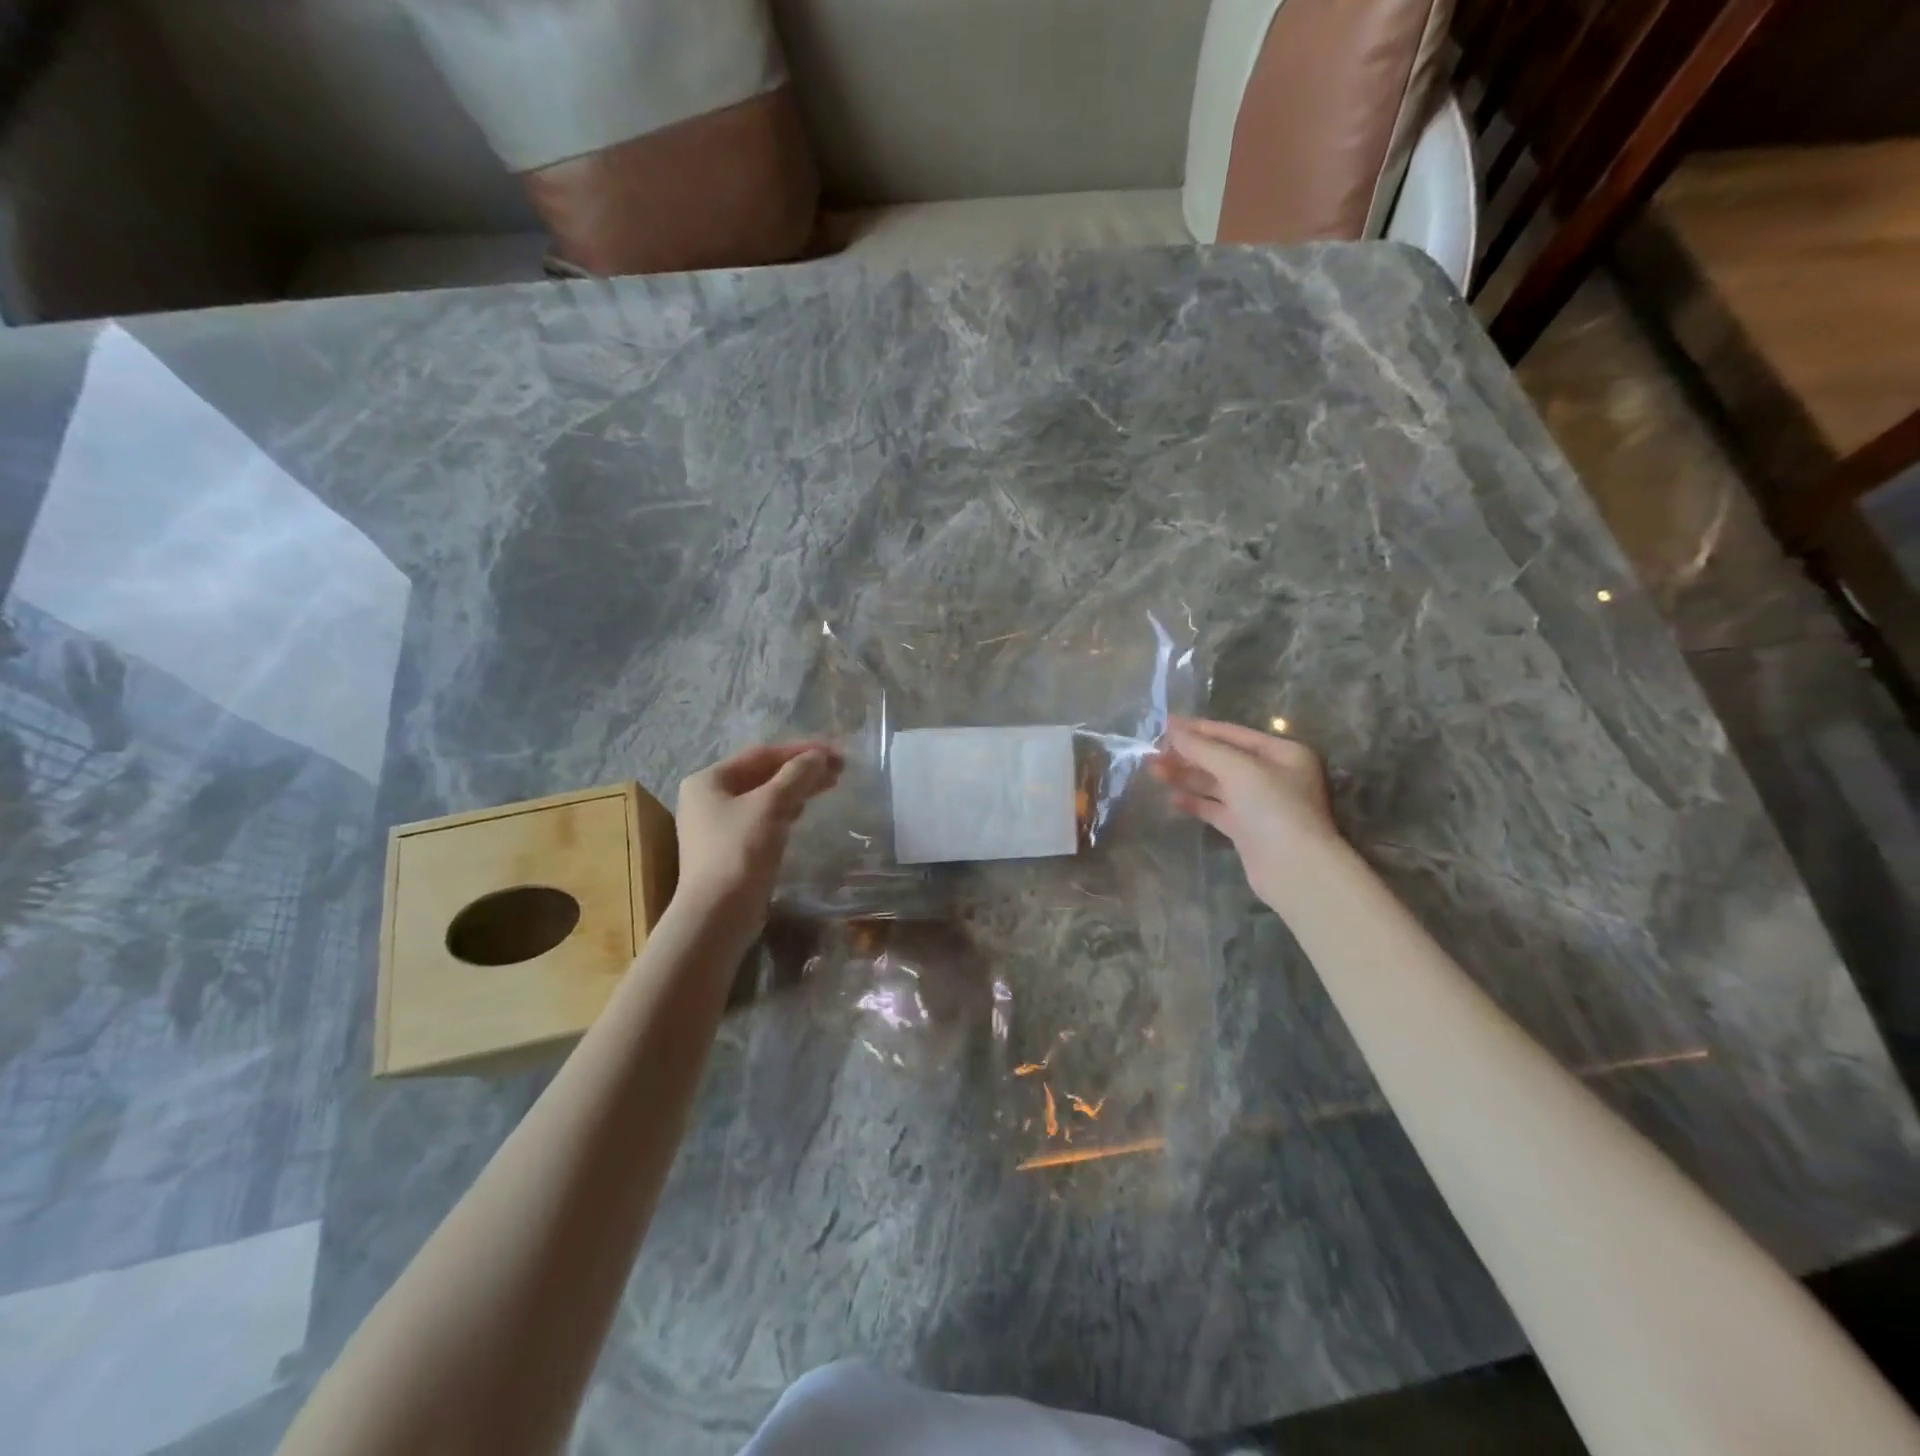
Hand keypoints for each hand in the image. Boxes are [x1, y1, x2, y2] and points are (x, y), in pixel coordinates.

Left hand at [674, 741, 843, 926]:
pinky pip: (762, 819)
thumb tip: (819, 756)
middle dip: (801, 769)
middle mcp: (707, 798)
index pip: (762, 754)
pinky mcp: (729, 850)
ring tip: (829, 786)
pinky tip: (804, 812)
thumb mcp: (771, 806)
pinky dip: (785, 811)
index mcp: (708, 780)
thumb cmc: (739, 852)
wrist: (717, 916)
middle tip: (839, 770)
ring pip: (764, 797)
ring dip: (796, 789)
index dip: (801, 750)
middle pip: (762, 774)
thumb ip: (797, 775)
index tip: (836, 753)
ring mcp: (716, 826)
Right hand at [1149, 717, 1341, 907]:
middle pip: (1223, 759)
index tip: (1165, 724)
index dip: (1198, 728)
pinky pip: (1216, 809)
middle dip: (1188, 754)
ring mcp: (1260, 804)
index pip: (1233, 733)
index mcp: (1283, 753)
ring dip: (1186, 776)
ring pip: (1216, 784)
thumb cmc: (1273, 808)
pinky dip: (1195, 802)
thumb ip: (1203, 748)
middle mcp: (1274, 775)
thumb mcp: (1238, 769)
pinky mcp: (1247, 829)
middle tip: (1152, 752)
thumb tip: (1172, 730)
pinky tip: (1172, 798)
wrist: (1295, 870)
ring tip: (1153, 771)